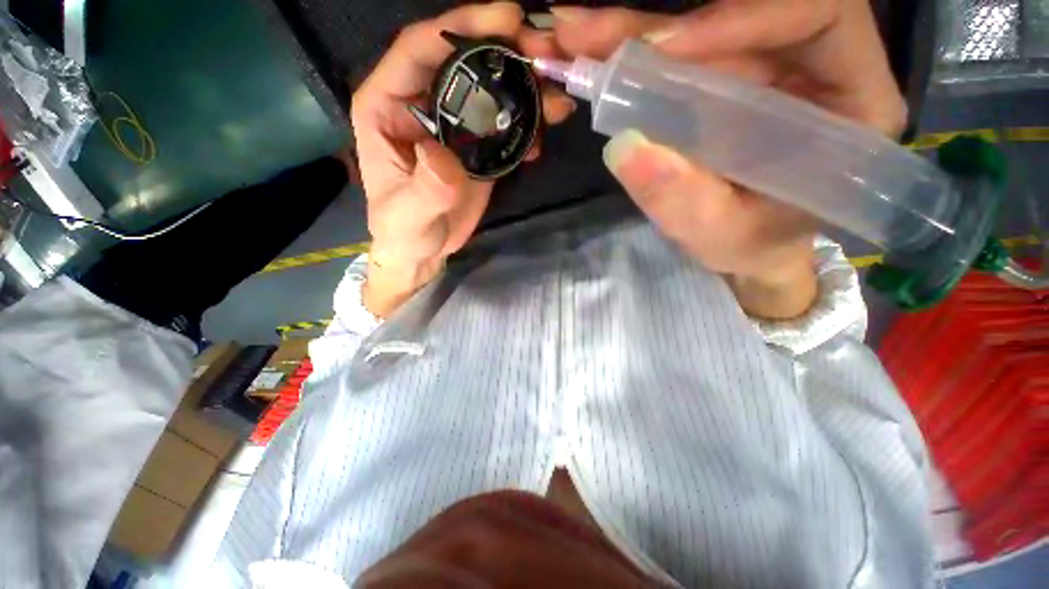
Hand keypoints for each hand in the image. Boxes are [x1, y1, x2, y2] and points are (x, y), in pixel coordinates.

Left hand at [351, 2, 574, 316]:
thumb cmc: (404, 231)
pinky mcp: (477, 147)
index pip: (420, 48)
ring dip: (526, 88)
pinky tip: (543, 137)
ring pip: (490, 89)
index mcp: (388, 105)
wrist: (424, 249)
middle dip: (506, 50)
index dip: (462, 25)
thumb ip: (425, 188)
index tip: (508, 19)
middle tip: (548, 54)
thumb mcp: (408, 215)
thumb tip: (446, 156)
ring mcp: (454, 125)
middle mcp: (422, 105)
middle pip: (464, 59)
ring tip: (557, 101)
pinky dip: (527, 125)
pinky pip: (504, 124)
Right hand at [526, 0, 904, 318]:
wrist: (748, 244)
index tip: (665, 49)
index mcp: (849, 103)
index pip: (817, 15)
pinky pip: (682, 53)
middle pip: (745, 11)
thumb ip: (681, 199)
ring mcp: (767, 68)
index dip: (741, 17)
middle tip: (587, 34)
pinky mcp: (729, 78)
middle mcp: (816, 67)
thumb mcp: (718, 234)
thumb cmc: (749, 243)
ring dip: (634, 34)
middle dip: (660, 25)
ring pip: (703, 28)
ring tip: (575, 40)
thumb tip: (625, 148)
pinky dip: (634, 54)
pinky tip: (592, 54)